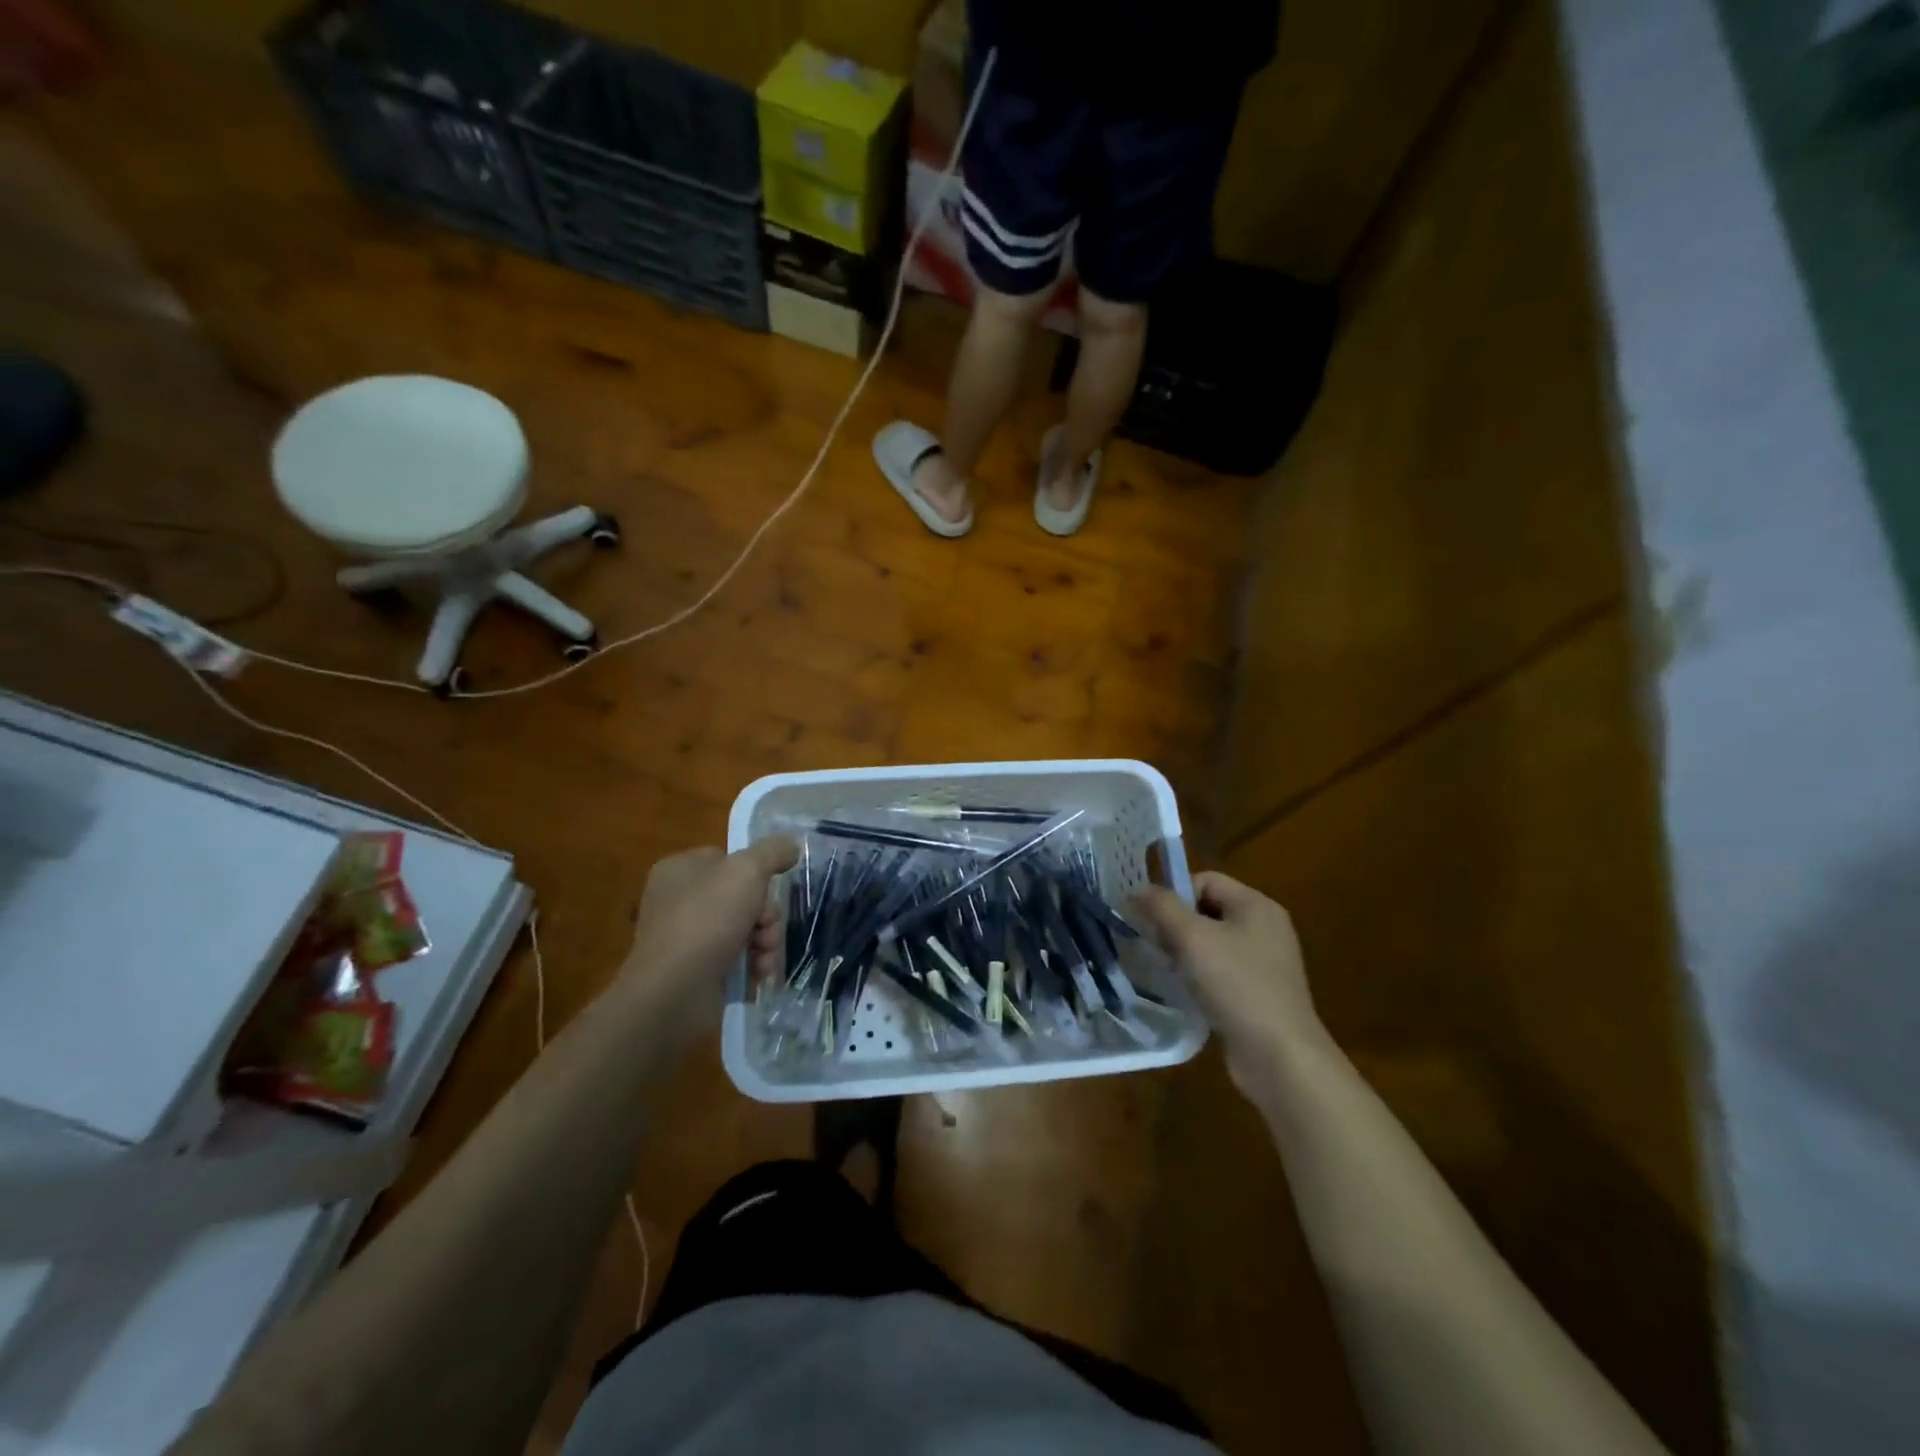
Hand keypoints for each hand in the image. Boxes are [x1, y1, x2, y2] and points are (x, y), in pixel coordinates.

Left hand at [626, 839, 798, 1009]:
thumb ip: (773, 852)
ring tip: (765, 957)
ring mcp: (685, 937)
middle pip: (742, 896)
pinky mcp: (694, 970)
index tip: (769, 888)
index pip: (728, 859)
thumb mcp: (747, 871)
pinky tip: (758, 973)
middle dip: (765, 915)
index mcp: (680, 869)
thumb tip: (791, 844)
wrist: (673, 991)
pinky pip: (734, 957)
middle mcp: (678, 900)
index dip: (755, 873)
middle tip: (767, 928)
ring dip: (765, 941)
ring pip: (744, 928)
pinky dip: (751, 964)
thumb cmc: (706, 919)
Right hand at [1132, 872, 1326, 1098]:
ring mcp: (1265, 963)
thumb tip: (1137, 890)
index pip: (1205, 880)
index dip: (1174, 895)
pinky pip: (1221, 971)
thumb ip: (1161, 907)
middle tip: (1157, 948)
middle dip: (1176, 925)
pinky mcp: (1259, 993)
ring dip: (1184, 953)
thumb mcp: (1192, 938)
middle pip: (1207, 910)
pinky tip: (1186, 994)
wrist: (1280, 1057)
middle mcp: (1265, 928)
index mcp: (1256, 905)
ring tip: (1168, 972)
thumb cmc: (1237, 985)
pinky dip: (1199, 977)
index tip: (1153, 922)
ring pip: (1211, 943)